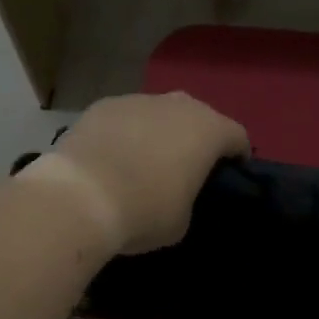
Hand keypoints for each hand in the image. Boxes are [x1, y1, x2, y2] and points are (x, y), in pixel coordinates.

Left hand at [38, 92, 250, 254]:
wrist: (81, 195)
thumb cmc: (144, 210)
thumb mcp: (182, 219)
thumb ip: (189, 196)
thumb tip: (176, 190)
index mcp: (208, 130)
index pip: (237, 136)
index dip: (237, 156)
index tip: (229, 176)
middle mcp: (178, 105)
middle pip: (199, 117)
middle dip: (196, 138)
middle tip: (185, 168)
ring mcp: (139, 99)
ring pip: (159, 113)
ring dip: (158, 132)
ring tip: (143, 162)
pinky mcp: (104, 104)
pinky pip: (126, 117)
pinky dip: (125, 133)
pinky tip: (111, 157)